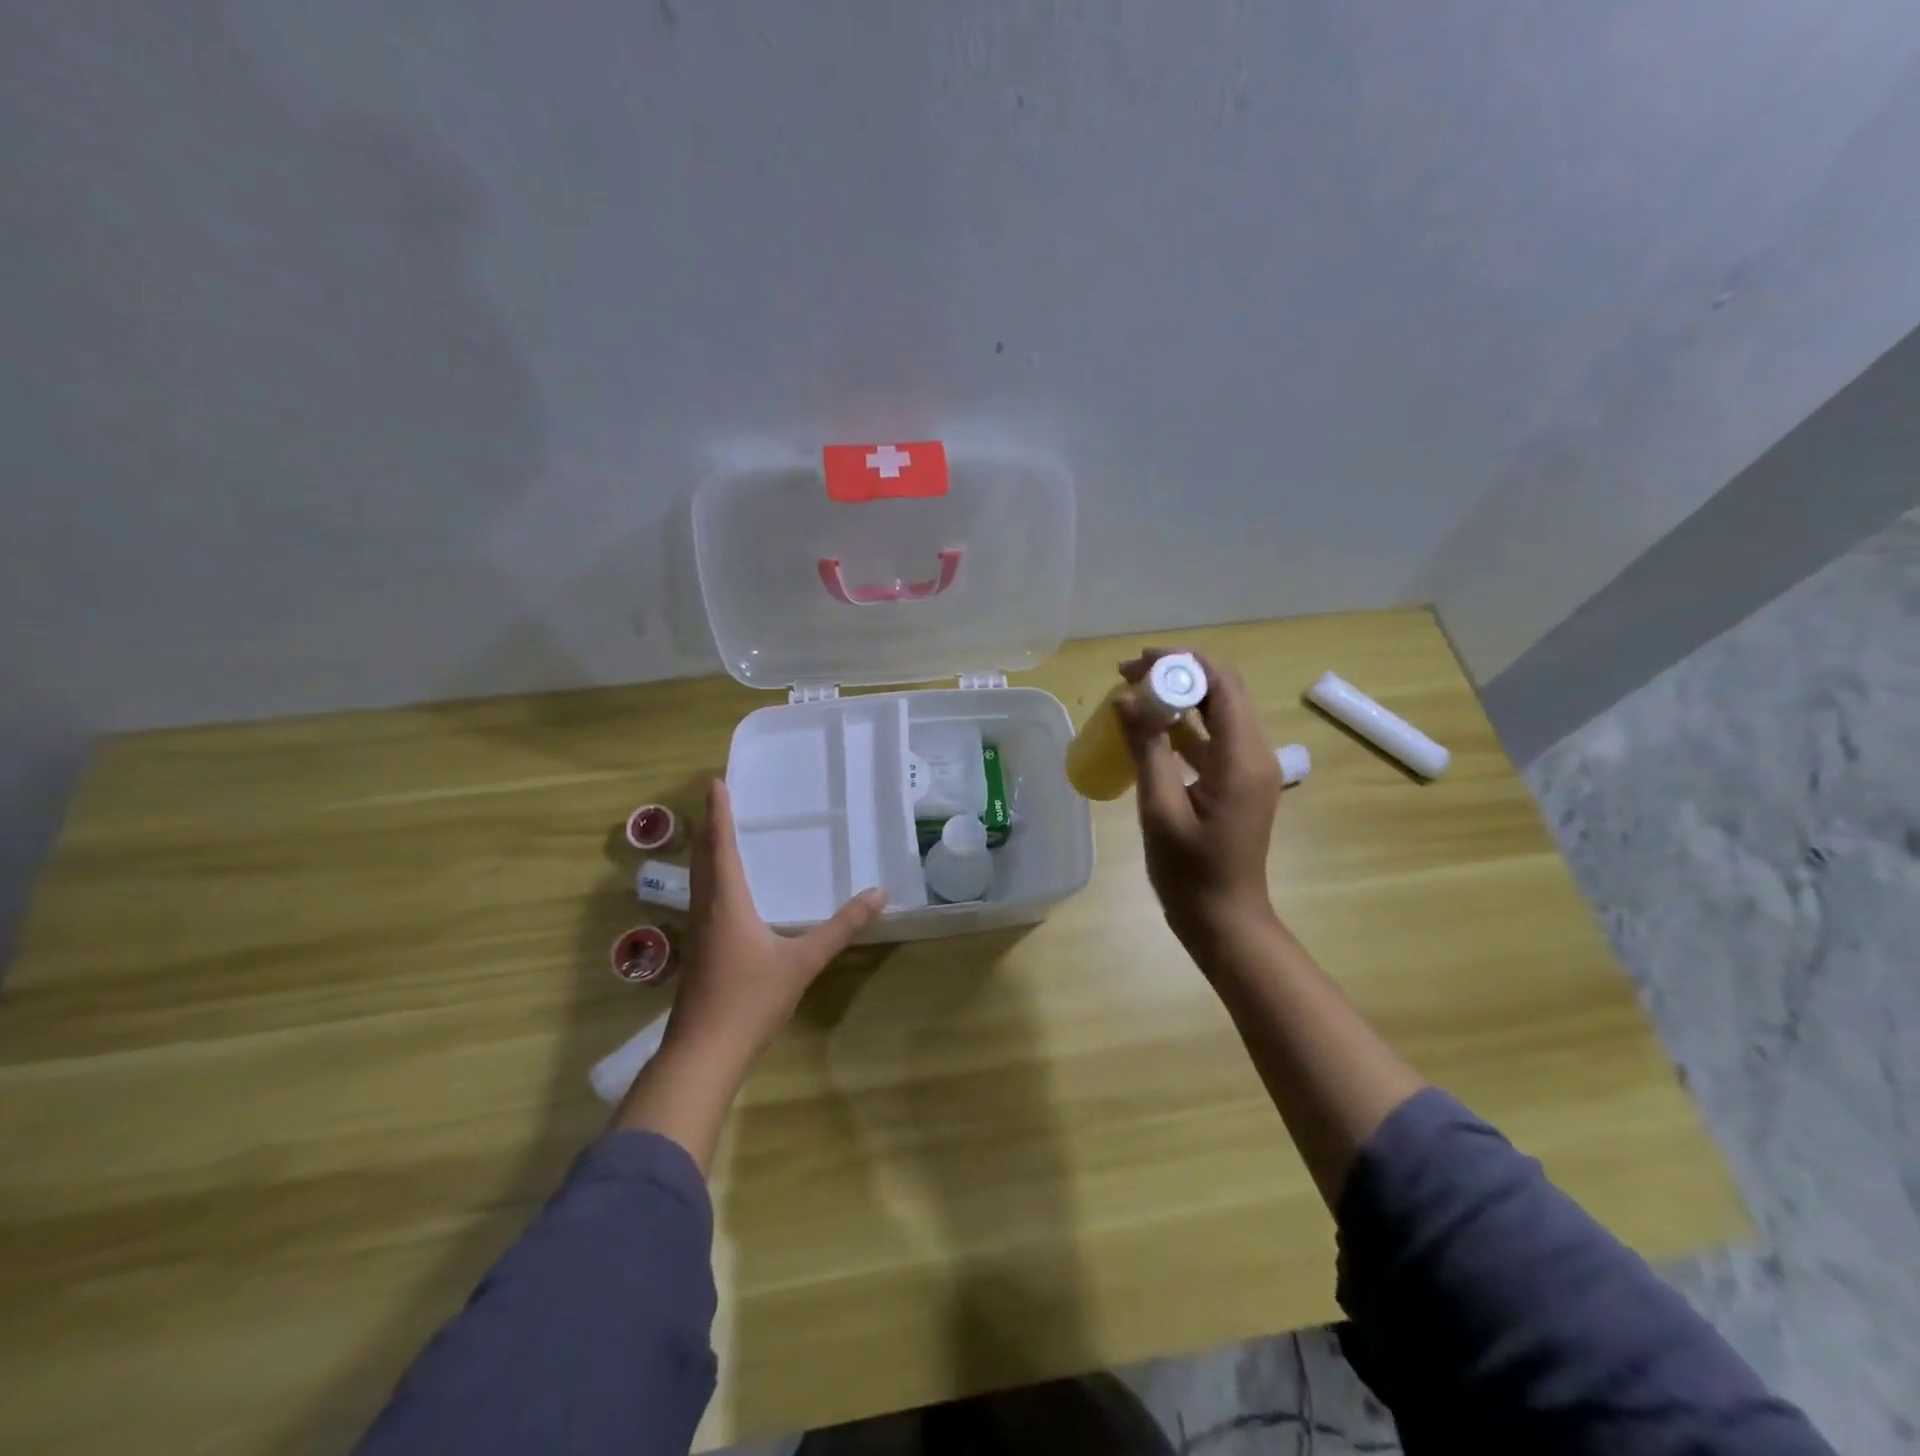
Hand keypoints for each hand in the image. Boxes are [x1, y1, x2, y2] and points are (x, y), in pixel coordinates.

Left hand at [663, 778, 886, 1073]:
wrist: (704, 1053)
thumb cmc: (751, 1000)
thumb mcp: (803, 961)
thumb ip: (841, 927)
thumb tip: (879, 894)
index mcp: (727, 902)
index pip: (721, 846)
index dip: (719, 814)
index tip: (716, 782)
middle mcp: (707, 909)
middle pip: (704, 858)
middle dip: (711, 826)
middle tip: (717, 798)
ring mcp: (698, 932)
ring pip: (700, 879)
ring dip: (707, 851)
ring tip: (719, 833)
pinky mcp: (699, 951)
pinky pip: (703, 898)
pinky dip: (711, 877)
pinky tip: (724, 889)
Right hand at [1115, 649, 1282, 955]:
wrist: (1224, 920)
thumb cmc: (1190, 873)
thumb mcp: (1160, 810)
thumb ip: (1147, 750)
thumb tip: (1126, 699)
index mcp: (1242, 759)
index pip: (1222, 685)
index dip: (1182, 662)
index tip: (1136, 662)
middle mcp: (1255, 754)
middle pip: (1224, 691)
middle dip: (1179, 672)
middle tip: (1129, 674)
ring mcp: (1249, 769)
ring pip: (1219, 711)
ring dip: (1181, 695)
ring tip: (1133, 694)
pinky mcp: (1238, 782)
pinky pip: (1214, 738)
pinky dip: (1184, 724)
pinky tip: (1150, 728)